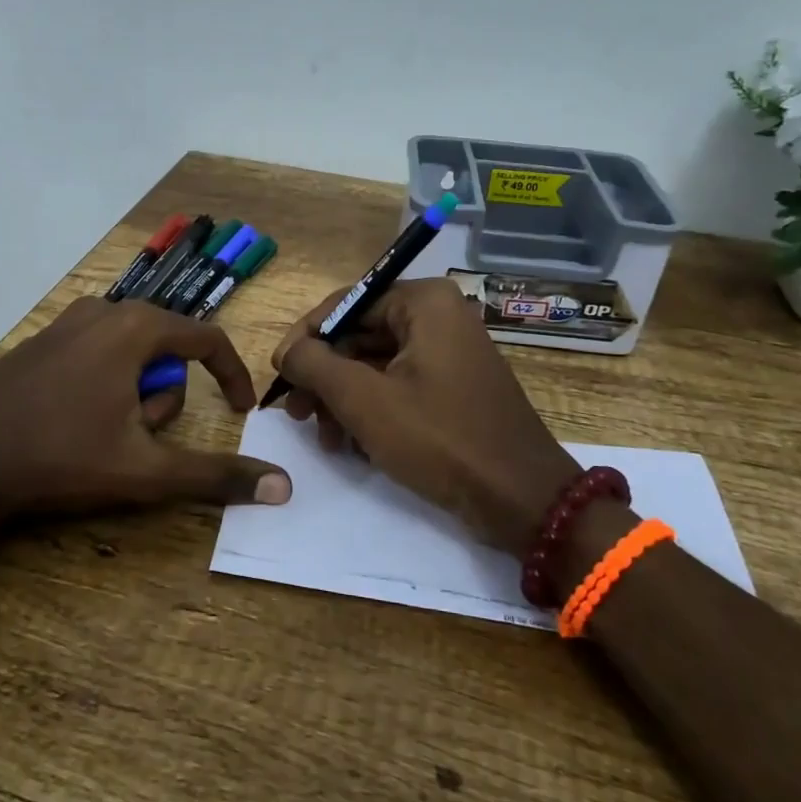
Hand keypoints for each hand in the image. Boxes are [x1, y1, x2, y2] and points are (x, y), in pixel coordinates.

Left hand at [0, 297, 292, 528]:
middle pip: (166, 352)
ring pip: (130, 356)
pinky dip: (104, 389)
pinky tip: (73, 426)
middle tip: (138, 441)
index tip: (242, 411)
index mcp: (134, 327)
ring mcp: (65, 324)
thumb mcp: (145, 471)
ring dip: (134, 398)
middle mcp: (102, 311)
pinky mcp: (40, 343)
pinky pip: (96, 357)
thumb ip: (216, 475)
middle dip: (164, 400)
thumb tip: (282, 488)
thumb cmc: (59, 457)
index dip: (233, 375)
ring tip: (103, 438)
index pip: (207, 339)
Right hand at [272, 278, 577, 557]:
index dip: (306, 338)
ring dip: (343, 400)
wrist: (521, 499)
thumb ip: (315, 365)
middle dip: (325, 377)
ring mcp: (450, 353)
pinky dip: (372, 411)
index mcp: (424, 302)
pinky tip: (352, 446)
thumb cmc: (440, 438)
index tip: (278, 373)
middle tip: (296, 413)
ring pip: (376, 365)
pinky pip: (399, 386)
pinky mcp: (454, 387)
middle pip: (360, 336)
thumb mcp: (364, 400)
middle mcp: (439, 317)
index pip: (346, 304)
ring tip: (324, 438)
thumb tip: (287, 350)